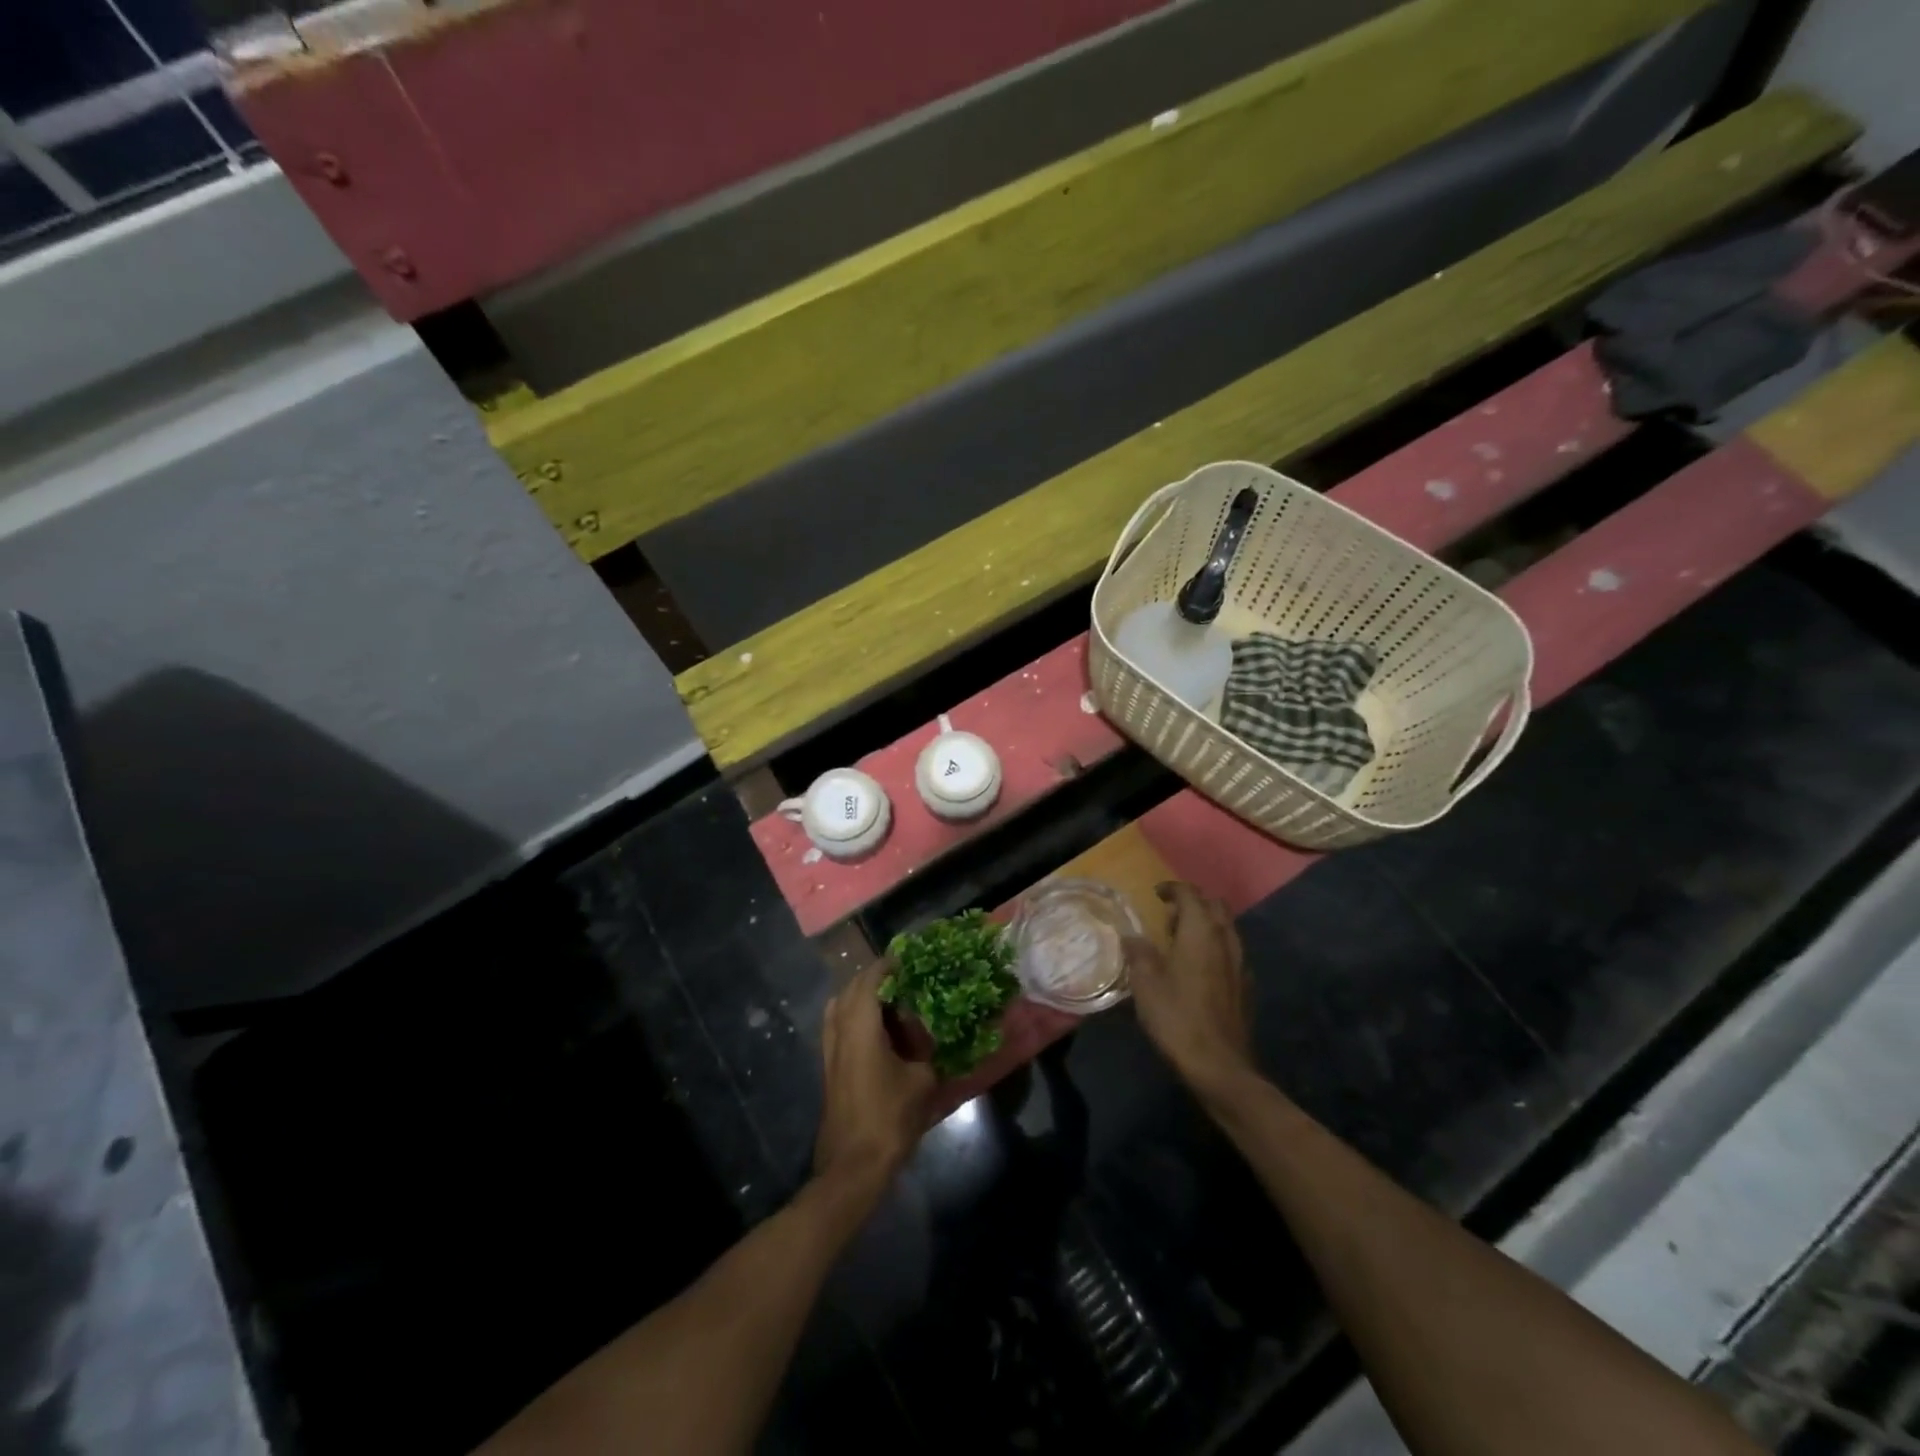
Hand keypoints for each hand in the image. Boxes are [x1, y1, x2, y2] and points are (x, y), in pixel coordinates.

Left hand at [814, 961, 937, 1197]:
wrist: (853, 1166)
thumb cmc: (889, 1117)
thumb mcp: (922, 1080)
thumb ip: (928, 1048)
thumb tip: (935, 1034)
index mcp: (860, 1023)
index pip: (872, 977)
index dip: (891, 965)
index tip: (912, 959)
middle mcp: (839, 1027)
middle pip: (853, 987)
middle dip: (877, 978)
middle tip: (907, 981)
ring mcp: (829, 1047)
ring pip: (842, 1005)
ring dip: (864, 997)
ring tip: (893, 1003)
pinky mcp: (828, 1065)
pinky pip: (839, 1024)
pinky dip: (856, 1016)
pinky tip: (880, 1031)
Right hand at [1126, 882, 1255, 1095]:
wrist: (1219, 1066)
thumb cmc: (1177, 1017)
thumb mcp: (1145, 983)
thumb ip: (1138, 953)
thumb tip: (1132, 936)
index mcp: (1200, 932)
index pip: (1190, 894)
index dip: (1172, 889)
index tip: (1156, 894)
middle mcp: (1225, 940)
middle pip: (1215, 907)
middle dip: (1194, 903)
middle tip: (1169, 917)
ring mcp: (1240, 964)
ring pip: (1227, 929)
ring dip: (1206, 926)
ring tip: (1181, 941)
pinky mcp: (1245, 987)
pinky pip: (1231, 953)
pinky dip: (1215, 949)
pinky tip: (1199, 969)